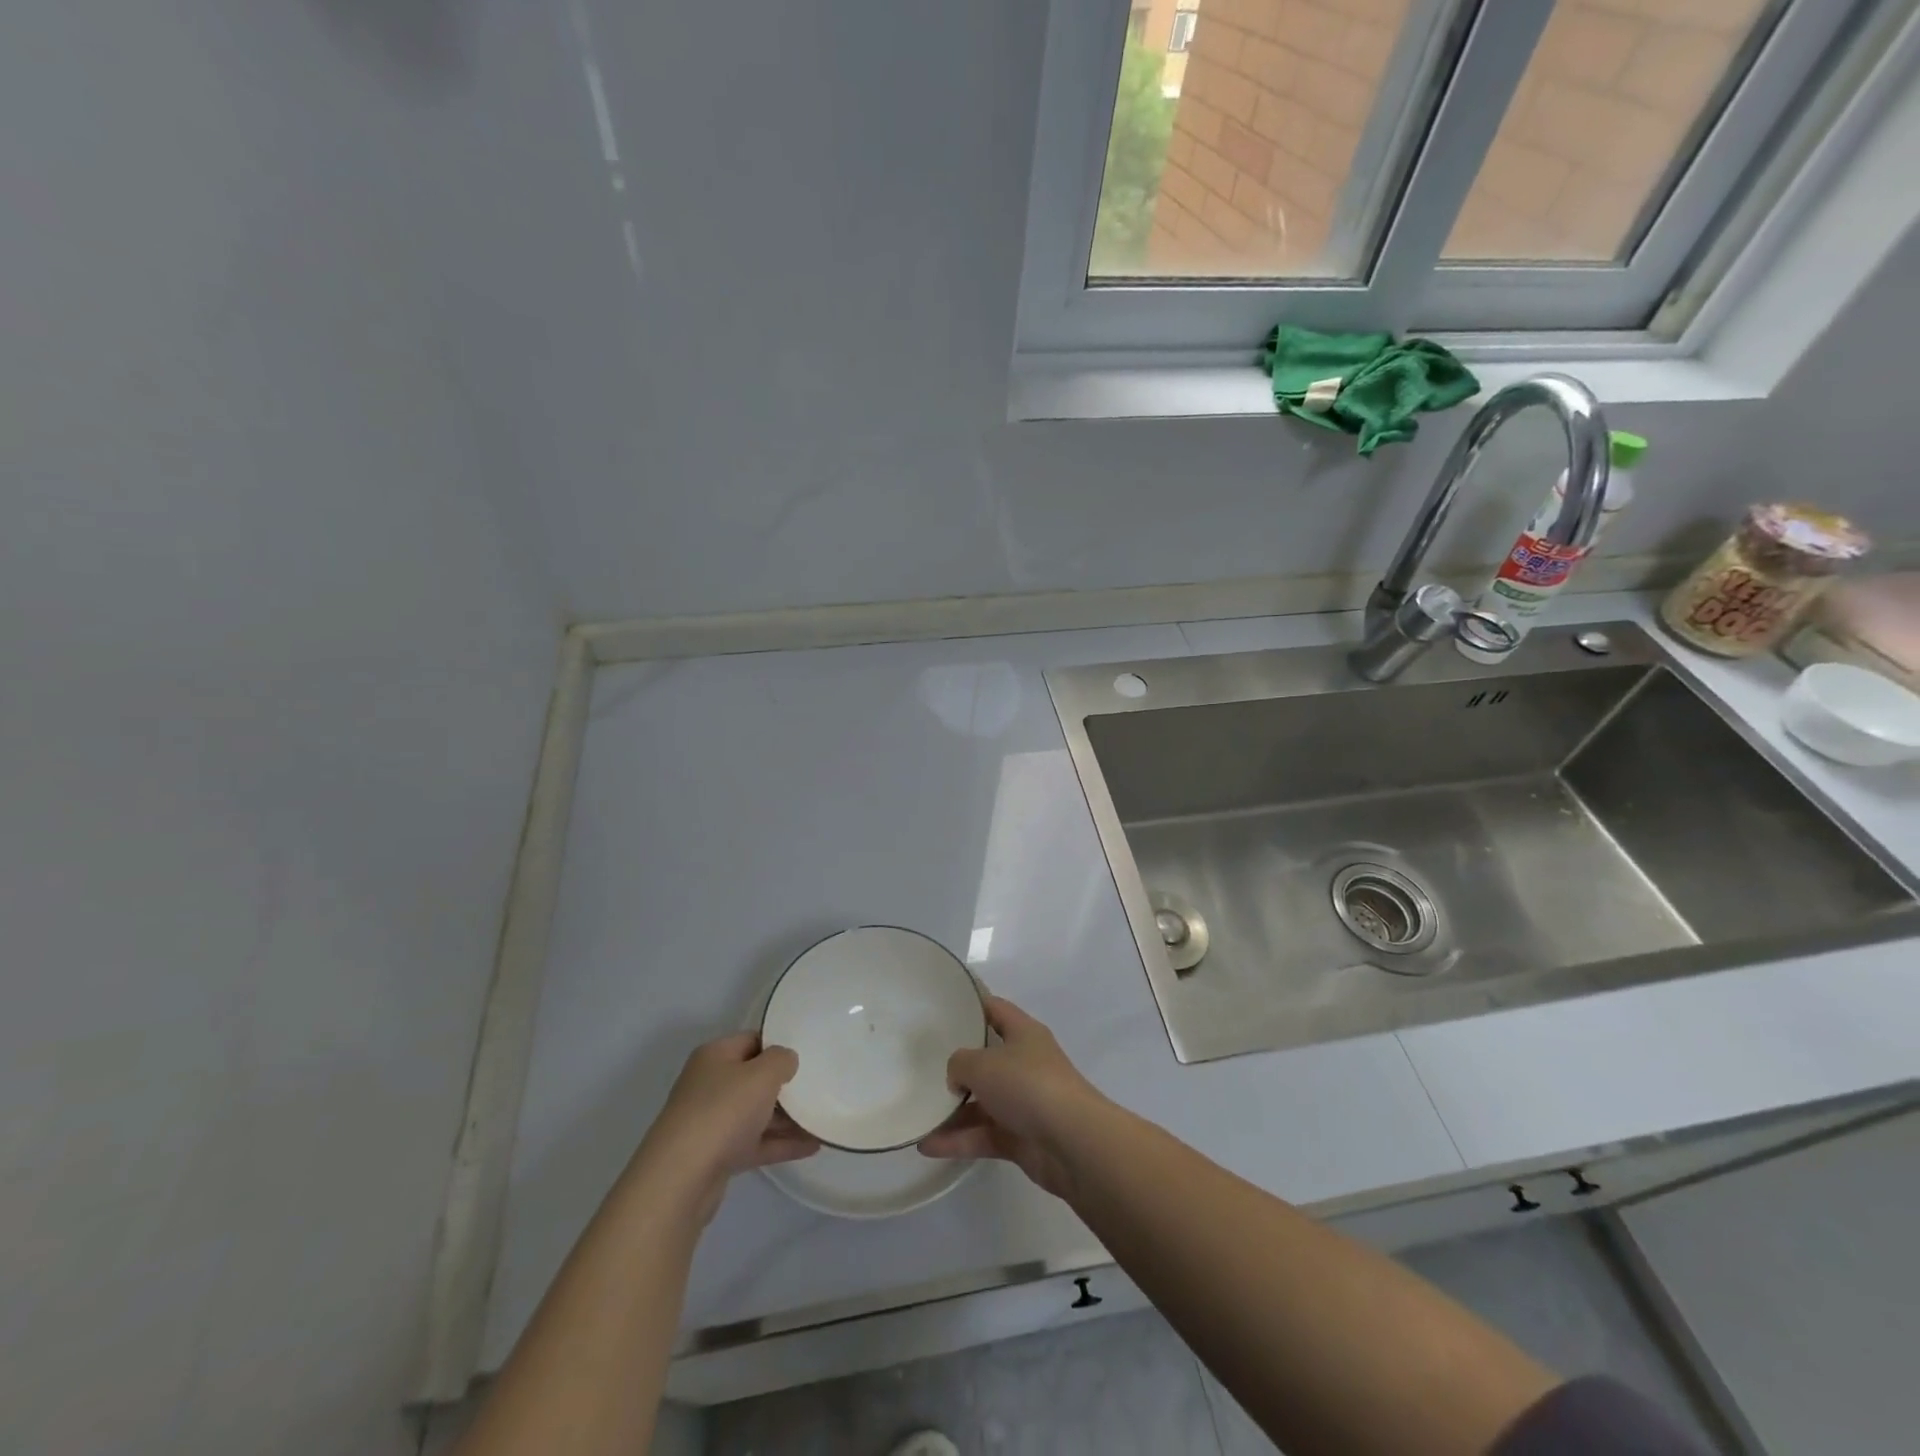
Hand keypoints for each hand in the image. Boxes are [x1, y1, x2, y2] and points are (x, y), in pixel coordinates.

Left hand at [634, 1033, 818, 1219]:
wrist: (680, 1179)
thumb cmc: (723, 1111)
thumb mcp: (761, 1074)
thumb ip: (781, 1060)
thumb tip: (786, 1061)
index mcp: (715, 1056)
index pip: (752, 1040)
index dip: (779, 1045)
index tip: (807, 1054)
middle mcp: (710, 1084)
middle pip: (754, 1078)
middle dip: (785, 1084)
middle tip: (818, 1086)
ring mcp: (712, 1122)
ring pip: (756, 1113)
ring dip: (788, 1118)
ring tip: (822, 1119)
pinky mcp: (717, 1155)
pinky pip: (756, 1142)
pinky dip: (781, 1143)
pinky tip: (812, 1146)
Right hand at [917, 996, 1107, 1200]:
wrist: (1072, 1143)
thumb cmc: (1028, 1085)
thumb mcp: (983, 1063)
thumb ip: (960, 1063)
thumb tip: (957, 1077)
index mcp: (1023, 1033)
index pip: (995, 1009)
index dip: (971, 1005)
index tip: (943, 1007)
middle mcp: (1025, 1063)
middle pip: (986, 1058)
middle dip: (957, 1065)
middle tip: (922, 1065)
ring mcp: (1024, 1102)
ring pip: (982, 1102)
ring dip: (952, 1110)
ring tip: (918, 1114)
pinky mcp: (1021, 1137)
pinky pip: (983, 1134)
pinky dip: (958, 1139)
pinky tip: (927, 1145)